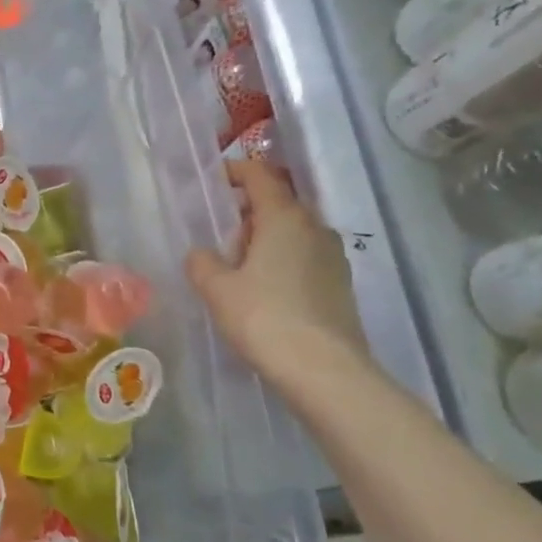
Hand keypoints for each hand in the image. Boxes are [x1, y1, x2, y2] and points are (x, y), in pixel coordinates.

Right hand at [185, 161, 371, 385]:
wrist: (323, 369)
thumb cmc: (264, 318)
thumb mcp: (217, 289)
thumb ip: (202, 263)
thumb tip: (201, 253)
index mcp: (284, 218)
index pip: (260, 177)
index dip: (236, 172)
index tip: (215, 180)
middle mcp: (315, 228)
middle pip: (279, 204)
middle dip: (249, 212)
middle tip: (220, 236)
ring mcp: (333, 256)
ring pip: (294, 233)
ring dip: (267, 240)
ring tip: (240, 268)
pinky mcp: (340, 284)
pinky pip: (305, 258)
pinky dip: (283, 262)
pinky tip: (265, 292)